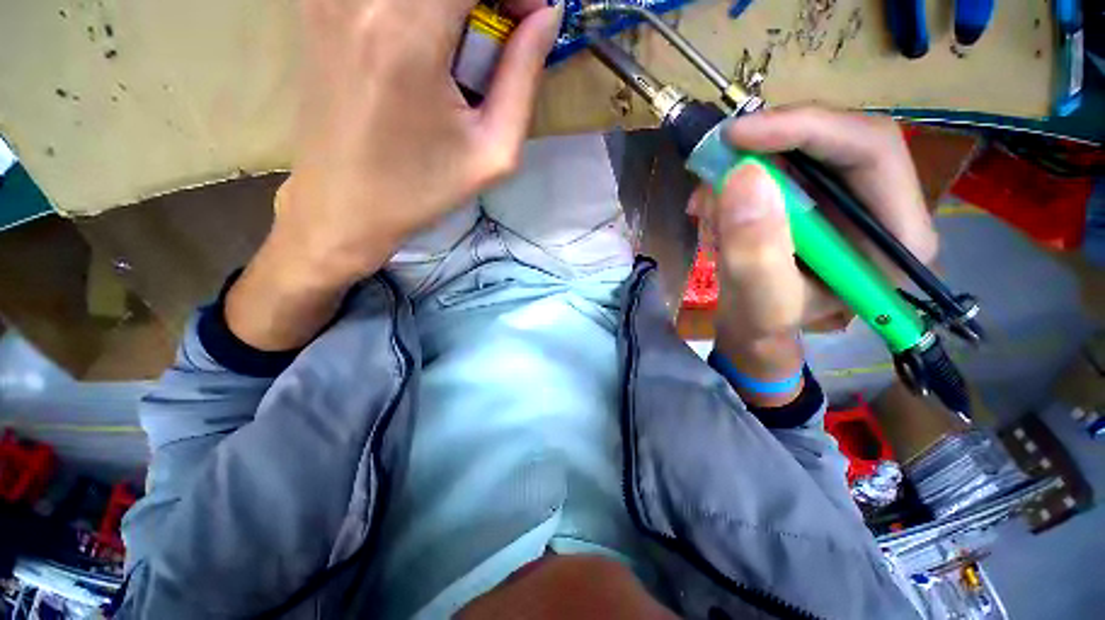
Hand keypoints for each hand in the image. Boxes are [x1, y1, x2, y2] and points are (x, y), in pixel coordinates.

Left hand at [226, 0, 562, 350]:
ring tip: (461, 48)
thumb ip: (523, 78)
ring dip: (453, 6)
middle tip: (497, 36)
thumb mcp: (493, 152)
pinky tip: (425, 44)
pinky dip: (419, 11)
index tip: (530, 20)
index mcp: (408, 31)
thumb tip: (547, 16)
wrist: (344, 206)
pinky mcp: (317, 6)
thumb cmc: (423, 189)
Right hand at [689, 107, 937, 341]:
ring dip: (743, 169)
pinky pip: (776, 164)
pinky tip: (715, 211)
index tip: (738, 136)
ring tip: (708, 208)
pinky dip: (738, 180)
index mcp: (896, 237)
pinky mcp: (815, 194)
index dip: (806, 128)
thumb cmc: (763, 324)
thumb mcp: (760, 302)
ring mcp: (847, 196)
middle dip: (766, 148)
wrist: (752, 325)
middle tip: (713, 166)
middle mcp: (882, 204)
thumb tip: (742, 175)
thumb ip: (755, 251)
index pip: (872, 149)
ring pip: (798, 148)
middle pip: (834, 138)